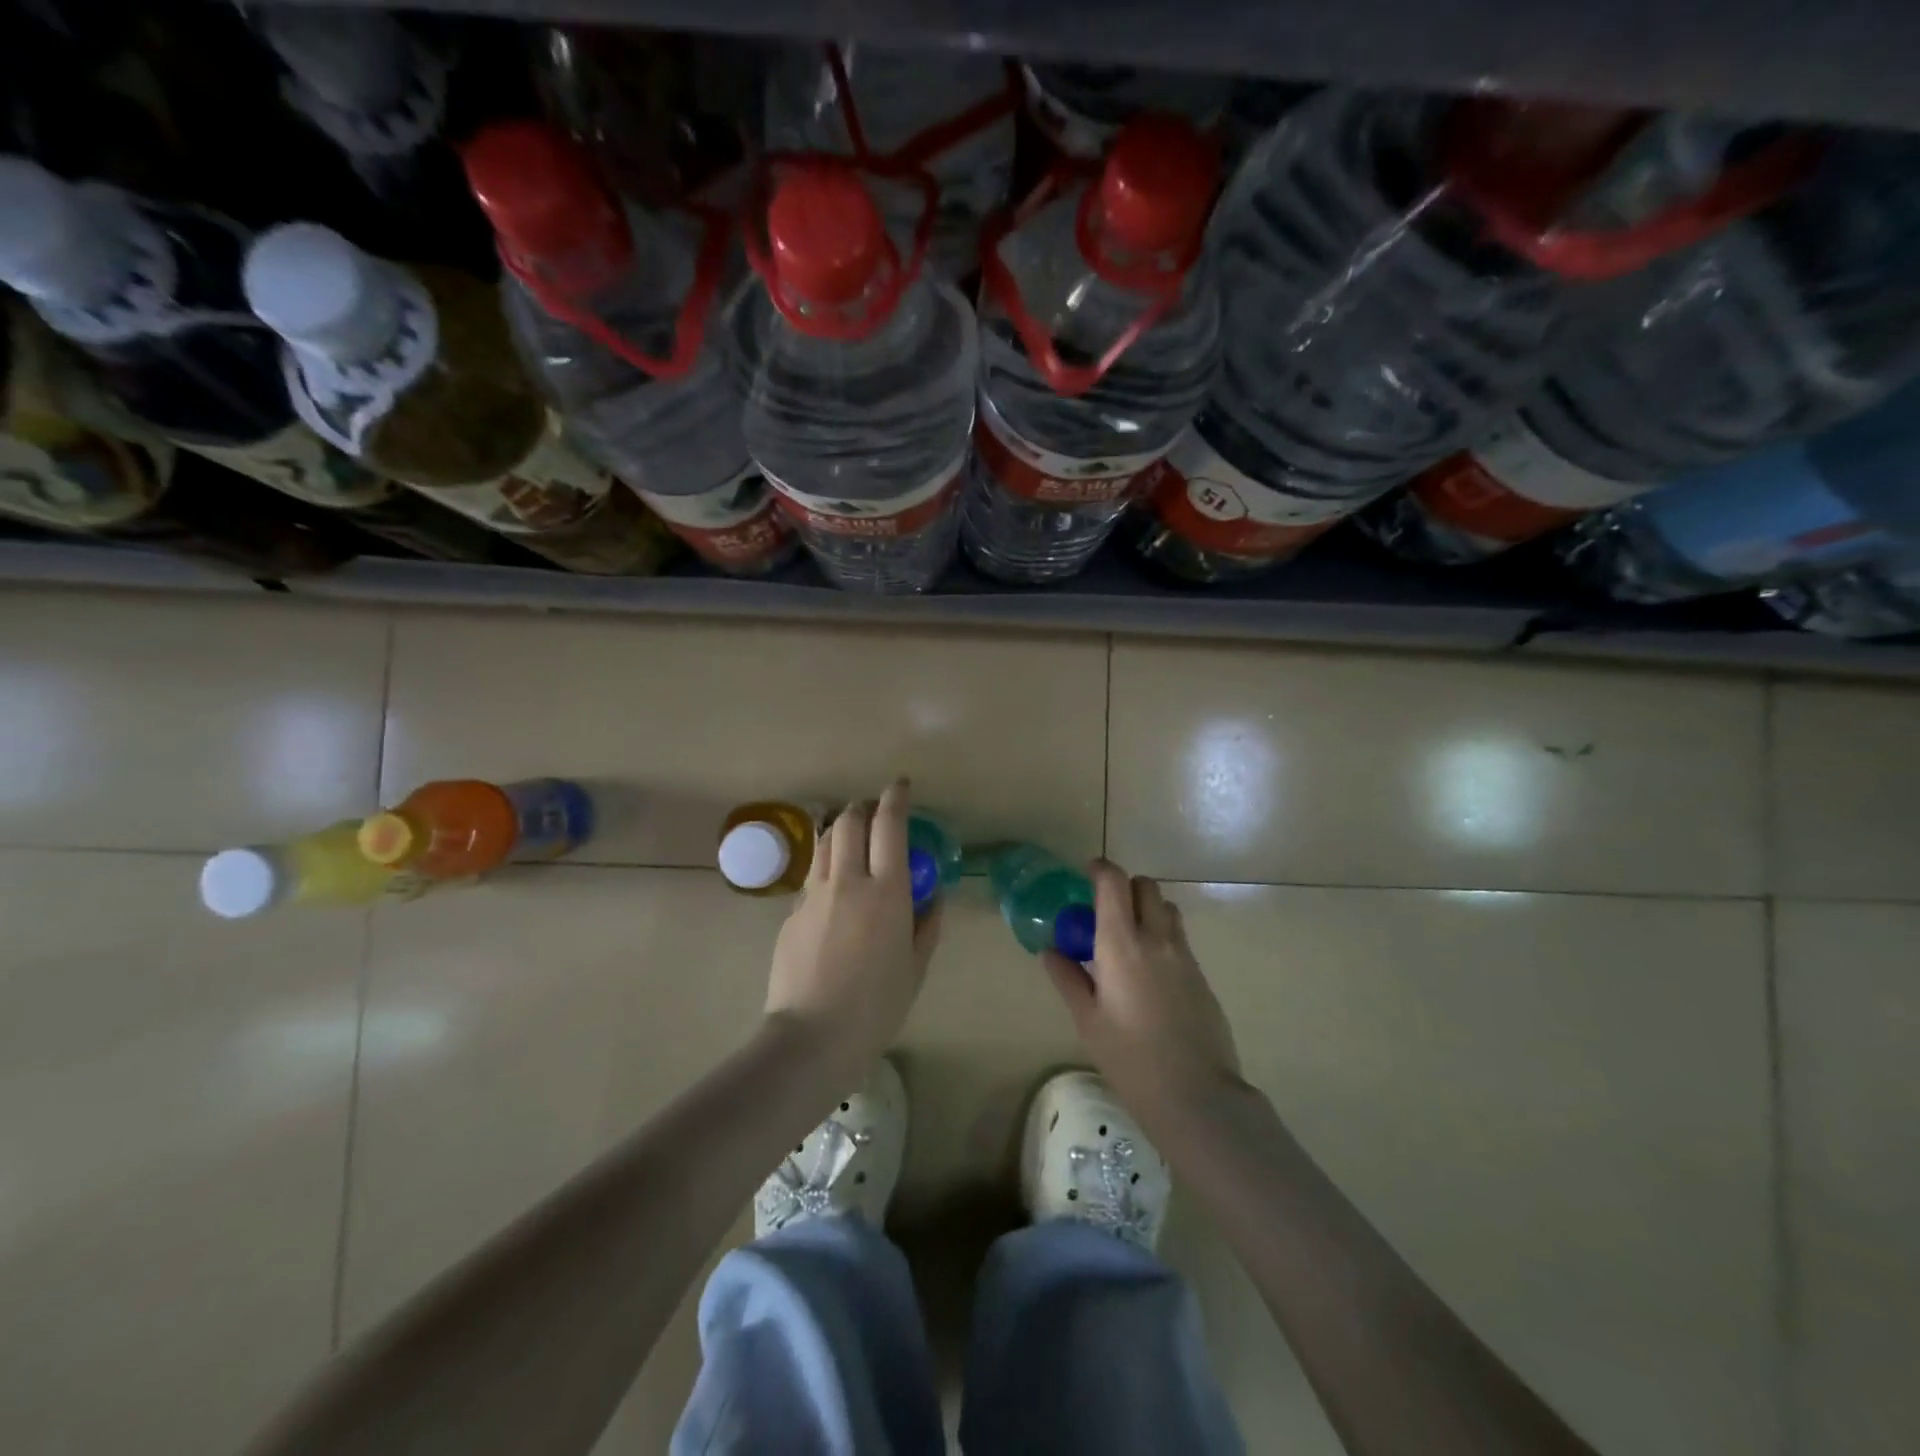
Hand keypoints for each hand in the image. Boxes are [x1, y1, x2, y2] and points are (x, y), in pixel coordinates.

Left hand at [764, 779, 941, 1079]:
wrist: (812, 1037)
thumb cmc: (876, 1007)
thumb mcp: (915, 968)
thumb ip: (927, 924)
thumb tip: (934, 895)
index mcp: (887, 892)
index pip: (889, 826)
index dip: (894, 799)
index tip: (899, 786)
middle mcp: (848, 881)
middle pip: (850, 822)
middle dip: (863, 808)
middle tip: (874, 814)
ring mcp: (814, 894)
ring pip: (825, 841)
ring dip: (841, 829)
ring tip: (852, 838)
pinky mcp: (792, 911)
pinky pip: (812, 875)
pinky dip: (826, 866)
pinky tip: (833, 888)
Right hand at [1041, 859, 1241, 1121]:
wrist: (1196, 1094)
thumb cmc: (1130, 1058)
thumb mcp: (1088, 1020)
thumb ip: (1068, 978)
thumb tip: (1051, 951)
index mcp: (1121, 943)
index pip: (1114, 883)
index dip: (1099, 869)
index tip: (1086, 874)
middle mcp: (1156, 938)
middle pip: (1145, 886)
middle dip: (1124, 887)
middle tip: (1105, 912)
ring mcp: (1184, 955)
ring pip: (1166, 909)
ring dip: (1146, 910)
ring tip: (1128, 940)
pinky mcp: (1201, 975)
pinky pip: (1178, 938)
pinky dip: (1161, 937)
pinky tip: (1149, 973)